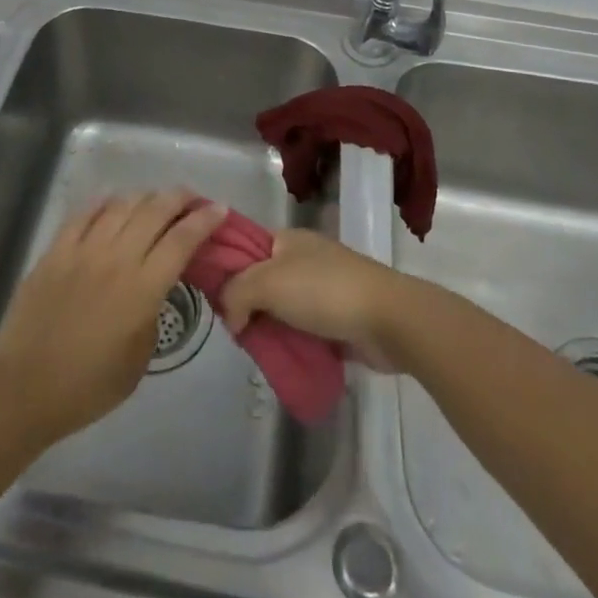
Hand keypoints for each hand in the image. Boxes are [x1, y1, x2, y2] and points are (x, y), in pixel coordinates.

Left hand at [0, 189, 225, 445]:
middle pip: (155, 211)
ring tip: (155, 199)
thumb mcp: (139, 358)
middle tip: (192, 197)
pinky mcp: (56, 250)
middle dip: (179, 198)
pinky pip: (84, 213)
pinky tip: (113, 200)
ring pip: (122, 205)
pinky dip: (104, 202)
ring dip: (145, 196)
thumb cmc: (88, 386)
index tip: (219, 208)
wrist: (24, 388)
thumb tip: (154, 285)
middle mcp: (117, 258)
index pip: (182, 240)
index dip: (204, 220)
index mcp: (143, 289)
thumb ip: (152, 312)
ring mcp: (83, 249)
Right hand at [220, 229, 412, 371]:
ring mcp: (320, 289)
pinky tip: (278, 358)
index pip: (243, 246)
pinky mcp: (335, 319)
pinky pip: (300, 330)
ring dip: (268, 328)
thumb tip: (231, 318)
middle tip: (233, 331)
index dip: (224, 268)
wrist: (387, 319)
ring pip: (279, 308)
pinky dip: (290, 343)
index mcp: (285, 239)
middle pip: (259, 281)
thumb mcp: (267, 283)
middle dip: (245, 305)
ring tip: (253, 350)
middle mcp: (301, 259)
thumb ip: (236, 294)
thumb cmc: (323, 290)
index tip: (210, 297)